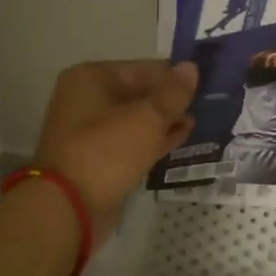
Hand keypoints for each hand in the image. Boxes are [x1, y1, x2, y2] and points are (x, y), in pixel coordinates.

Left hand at [32, 60, 197, 236]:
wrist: (69, 208)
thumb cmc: (107, 151)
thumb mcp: (148, 118)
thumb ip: (173, 93)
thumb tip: (192, 67)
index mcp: (92, 78)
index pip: (143, 69)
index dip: (175, 76)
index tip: (205, 83)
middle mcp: (87, 99)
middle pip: (139, 93)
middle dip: (170, 100)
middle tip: (206, 103)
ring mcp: (90, 131)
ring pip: (136, 119)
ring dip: (165, 121)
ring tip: (197, 122)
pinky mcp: (98, 157)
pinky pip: (132, 141)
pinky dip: (154, 139)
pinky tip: (181, 139)